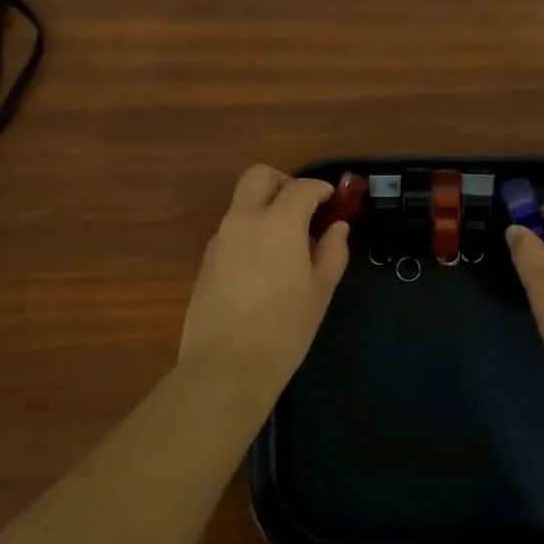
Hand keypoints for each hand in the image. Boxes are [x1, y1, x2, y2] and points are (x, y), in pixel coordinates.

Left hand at [179, 165, 350, 402]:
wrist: (226, 367)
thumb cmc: (285, 329)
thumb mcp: (320, 291)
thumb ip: (333, 251)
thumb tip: (337, 228)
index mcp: (278, 222)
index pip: (301, 187)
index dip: (321, 190)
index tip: (333, 202)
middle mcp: (244, 220)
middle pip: (259, 177)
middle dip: (284, 183)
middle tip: (304, 210)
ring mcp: (220, 239)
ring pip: (243, 204)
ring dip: (265, 209)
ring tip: (287, 246)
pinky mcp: (206, 260)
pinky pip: (232, 231)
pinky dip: (250, 233)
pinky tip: (264, 268)